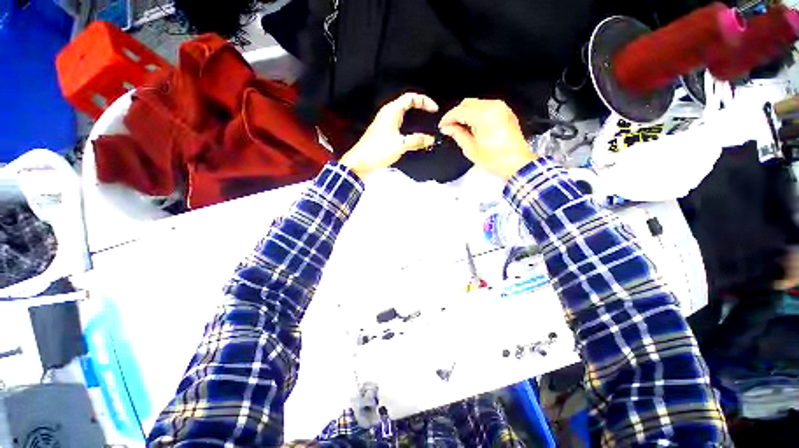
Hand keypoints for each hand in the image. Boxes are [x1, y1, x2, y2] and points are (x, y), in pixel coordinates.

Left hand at [340, 93, 438, 177]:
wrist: (361, 162)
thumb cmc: (377, 151)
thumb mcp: (400, 145)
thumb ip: (417, 141)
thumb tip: (430, 140)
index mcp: (391, 111)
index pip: (411, 97)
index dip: (424, 101)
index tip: (434, 110)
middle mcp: (388, 114)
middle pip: (407, 104)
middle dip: (420, 107)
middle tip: (430, 115)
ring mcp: (385, 123)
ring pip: (403, 115)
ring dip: (414, 118)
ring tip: (424, 124)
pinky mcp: (384, 133)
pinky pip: (399, 125)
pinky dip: (409, 128)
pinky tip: (413, 137)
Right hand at [439, 99, 535, 180]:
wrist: (516, 163)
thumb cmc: (496, 159)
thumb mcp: (470, 148)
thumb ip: (457, 134)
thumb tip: (448, 128)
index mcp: (484, 116)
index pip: (459, 111)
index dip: (448, 118)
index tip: (442, 125)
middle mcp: (494, 107)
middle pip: (468, 103)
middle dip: (457, 114)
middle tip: (450, 127)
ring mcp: (501, 108)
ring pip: (477, 104)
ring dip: (466, 113)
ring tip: (461, 128)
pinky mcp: (506, 112)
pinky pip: (487, 107)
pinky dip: (477, 114)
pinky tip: (473, 126)